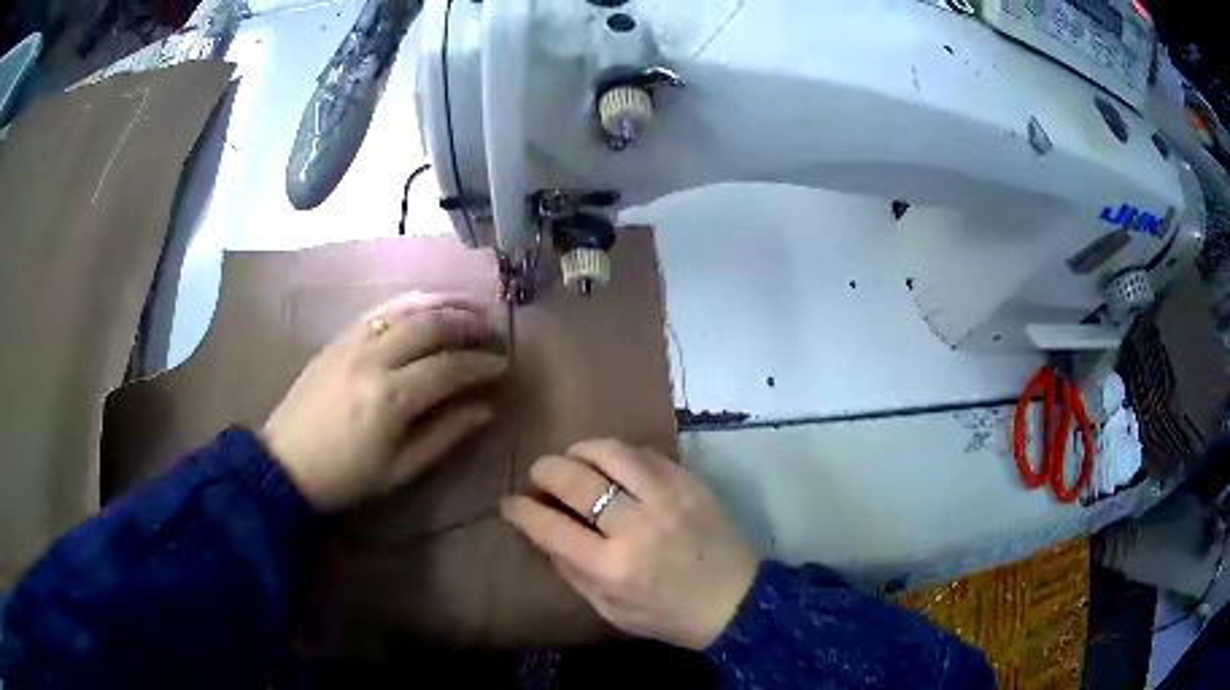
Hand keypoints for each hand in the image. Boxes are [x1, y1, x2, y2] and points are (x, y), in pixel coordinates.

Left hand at [262, 292, 506, 511]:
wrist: (286, 463)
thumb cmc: (346, 477)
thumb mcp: (401, 470)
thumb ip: (446, 434)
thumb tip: (487, 409)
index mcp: (391, 397)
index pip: (450, 367)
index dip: (482, 363)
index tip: (504, 364)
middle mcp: (374, 358)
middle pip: (431, 325)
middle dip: (469, 323)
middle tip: (493, 331)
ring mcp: (352, 342)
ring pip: (406, 307)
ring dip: (443, 303)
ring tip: (469, 308)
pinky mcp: (338, 338)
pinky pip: (379, 309)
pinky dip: (409, 302)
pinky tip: (426, 305)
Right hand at [501, 439, 758, 649]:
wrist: (735, 601)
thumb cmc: (668, 615)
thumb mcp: (610, 610)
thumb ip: (573, 572)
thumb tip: (544, 532)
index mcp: (611, 567)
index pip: (549, 526)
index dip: (521, 509)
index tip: (511, 503)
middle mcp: (635, 526)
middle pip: (574, 479)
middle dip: (543, 471)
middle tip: (538, 477)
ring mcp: (666, 498)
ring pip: (610, 452)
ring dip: (580, 451)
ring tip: (573, 460)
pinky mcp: (689, 483)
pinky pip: (645, 453)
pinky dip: (619, 454)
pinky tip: (613, 465)